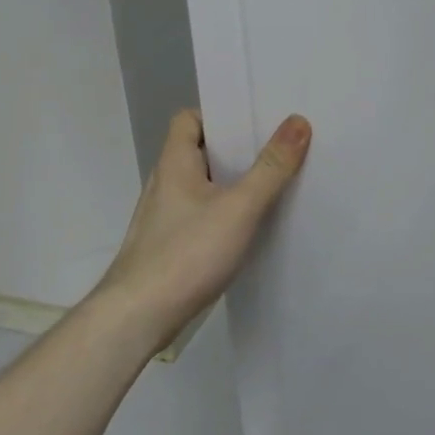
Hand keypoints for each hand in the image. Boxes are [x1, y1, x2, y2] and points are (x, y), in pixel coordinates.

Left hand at [93, 108, 311, 352]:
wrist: (136, 320)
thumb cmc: (185, 254)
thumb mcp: (239, 207)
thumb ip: (271, 167)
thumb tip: (298, 121)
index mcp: (175, 164)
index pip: (189, 120)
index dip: (219, 115)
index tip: (255, 121)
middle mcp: (166, 185)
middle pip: (201, 152)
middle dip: (237, 150)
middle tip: (278, 148)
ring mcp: (165, 218)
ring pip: (204, 186)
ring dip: (233, 184)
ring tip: (274, 184)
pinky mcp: (170, 247)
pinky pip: (203, 216)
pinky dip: (225, 214)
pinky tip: (250, 228)